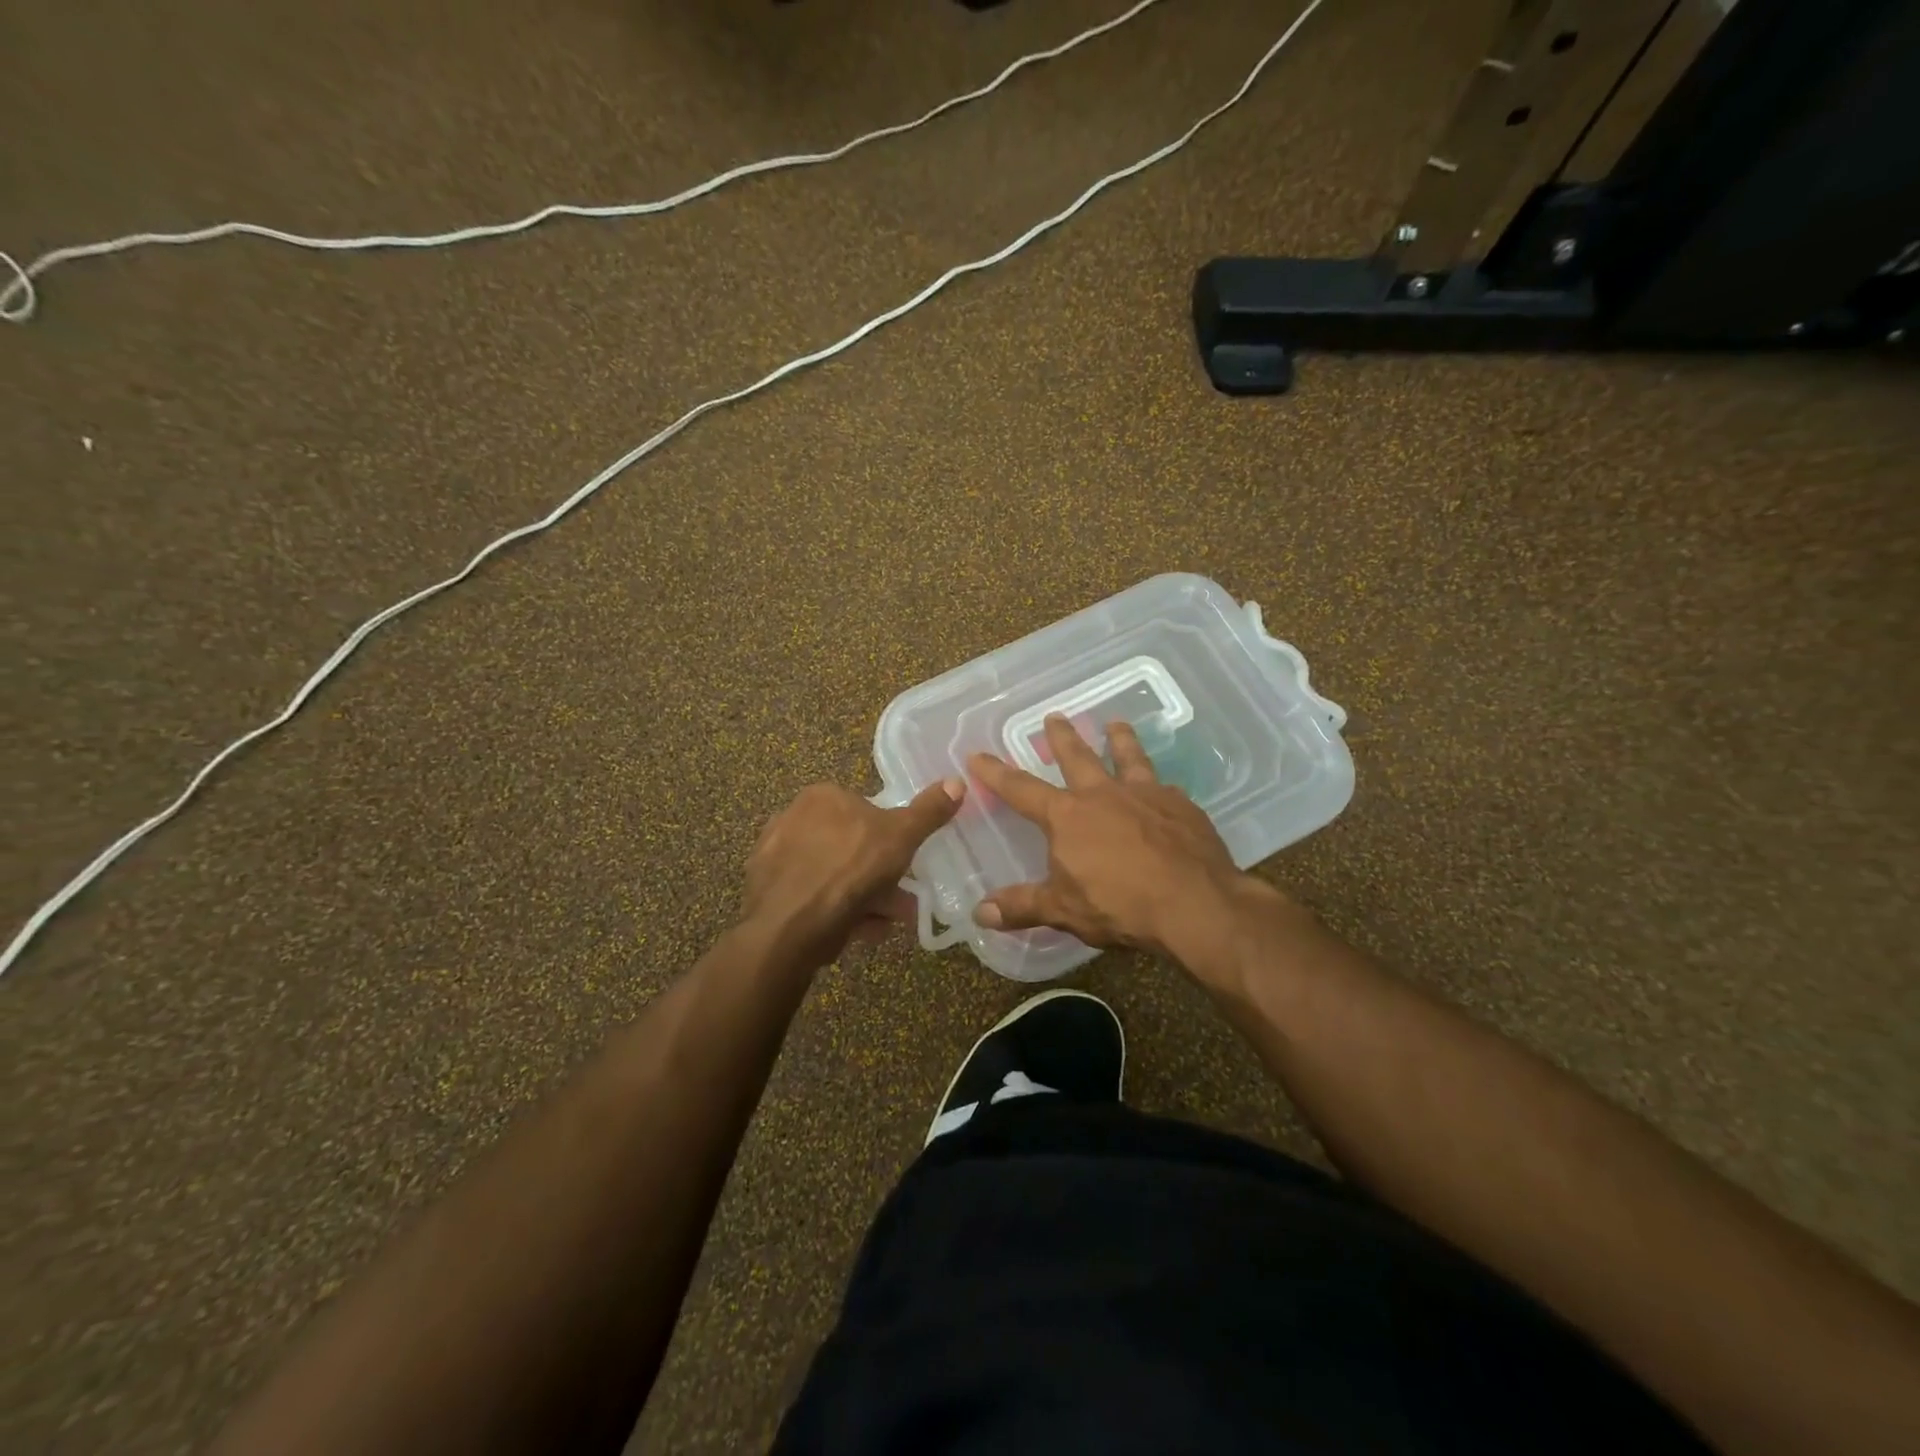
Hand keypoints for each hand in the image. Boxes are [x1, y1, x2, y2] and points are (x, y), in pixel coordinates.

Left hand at [741, 779, 964, 968]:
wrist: (791, 924)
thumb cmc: (850, 868)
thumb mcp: (901, 837)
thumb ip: (928, 811)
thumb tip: (957, 781)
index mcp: (822, 796)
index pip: (864, 811)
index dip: (889, 840)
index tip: (904, 866)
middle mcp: (792, 817)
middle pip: (849, 846)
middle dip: (877, 875)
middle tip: (899, 901)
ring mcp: (775, 855)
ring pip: (832, 874)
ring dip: (861, 897)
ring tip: (882, 924)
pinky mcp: (765, 890)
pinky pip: (812, 895)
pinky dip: (833, 909)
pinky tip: (853, 930)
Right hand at [968, 715, 1265, 959]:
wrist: (1194, 904)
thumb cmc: (1120, 905)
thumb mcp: (1063, 910)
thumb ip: (1022, 906)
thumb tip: (979, 913)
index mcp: (1068, 816)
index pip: (1021, 789)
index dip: (996, 773)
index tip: (978, 755)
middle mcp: (1103, 794)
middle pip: (1077, 756)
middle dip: (1062, 737)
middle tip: (1055, 715)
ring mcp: (1146, 795)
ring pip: (1129, 757)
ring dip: (1120, 739)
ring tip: (1116, 723)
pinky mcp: (1182, 806)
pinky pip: (1165, 788)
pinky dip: (1159, 785)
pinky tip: (1164, 788)